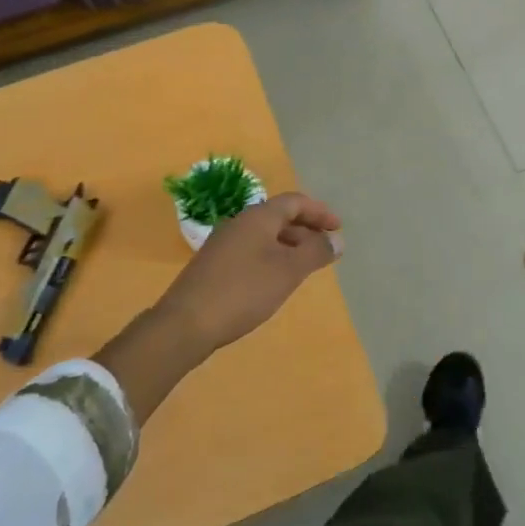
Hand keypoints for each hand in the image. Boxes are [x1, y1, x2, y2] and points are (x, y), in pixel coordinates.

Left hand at [153, 193, 341, 356]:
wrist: (186, 323)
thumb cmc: (244, 291)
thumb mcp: (287, 271)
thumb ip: (315, 252)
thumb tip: (336, 240)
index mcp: (257, 217)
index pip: (294, 202)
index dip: (319, 212)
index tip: (338, 228)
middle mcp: (239, 223)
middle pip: (278, 216)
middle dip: (306, 229)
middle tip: (325, 249)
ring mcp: (223, 243)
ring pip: (264, 235)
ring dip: (289, 244)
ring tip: (305, 266)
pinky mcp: (214, 264)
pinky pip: (252, 250)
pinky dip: (272, 256)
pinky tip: (276, 280)